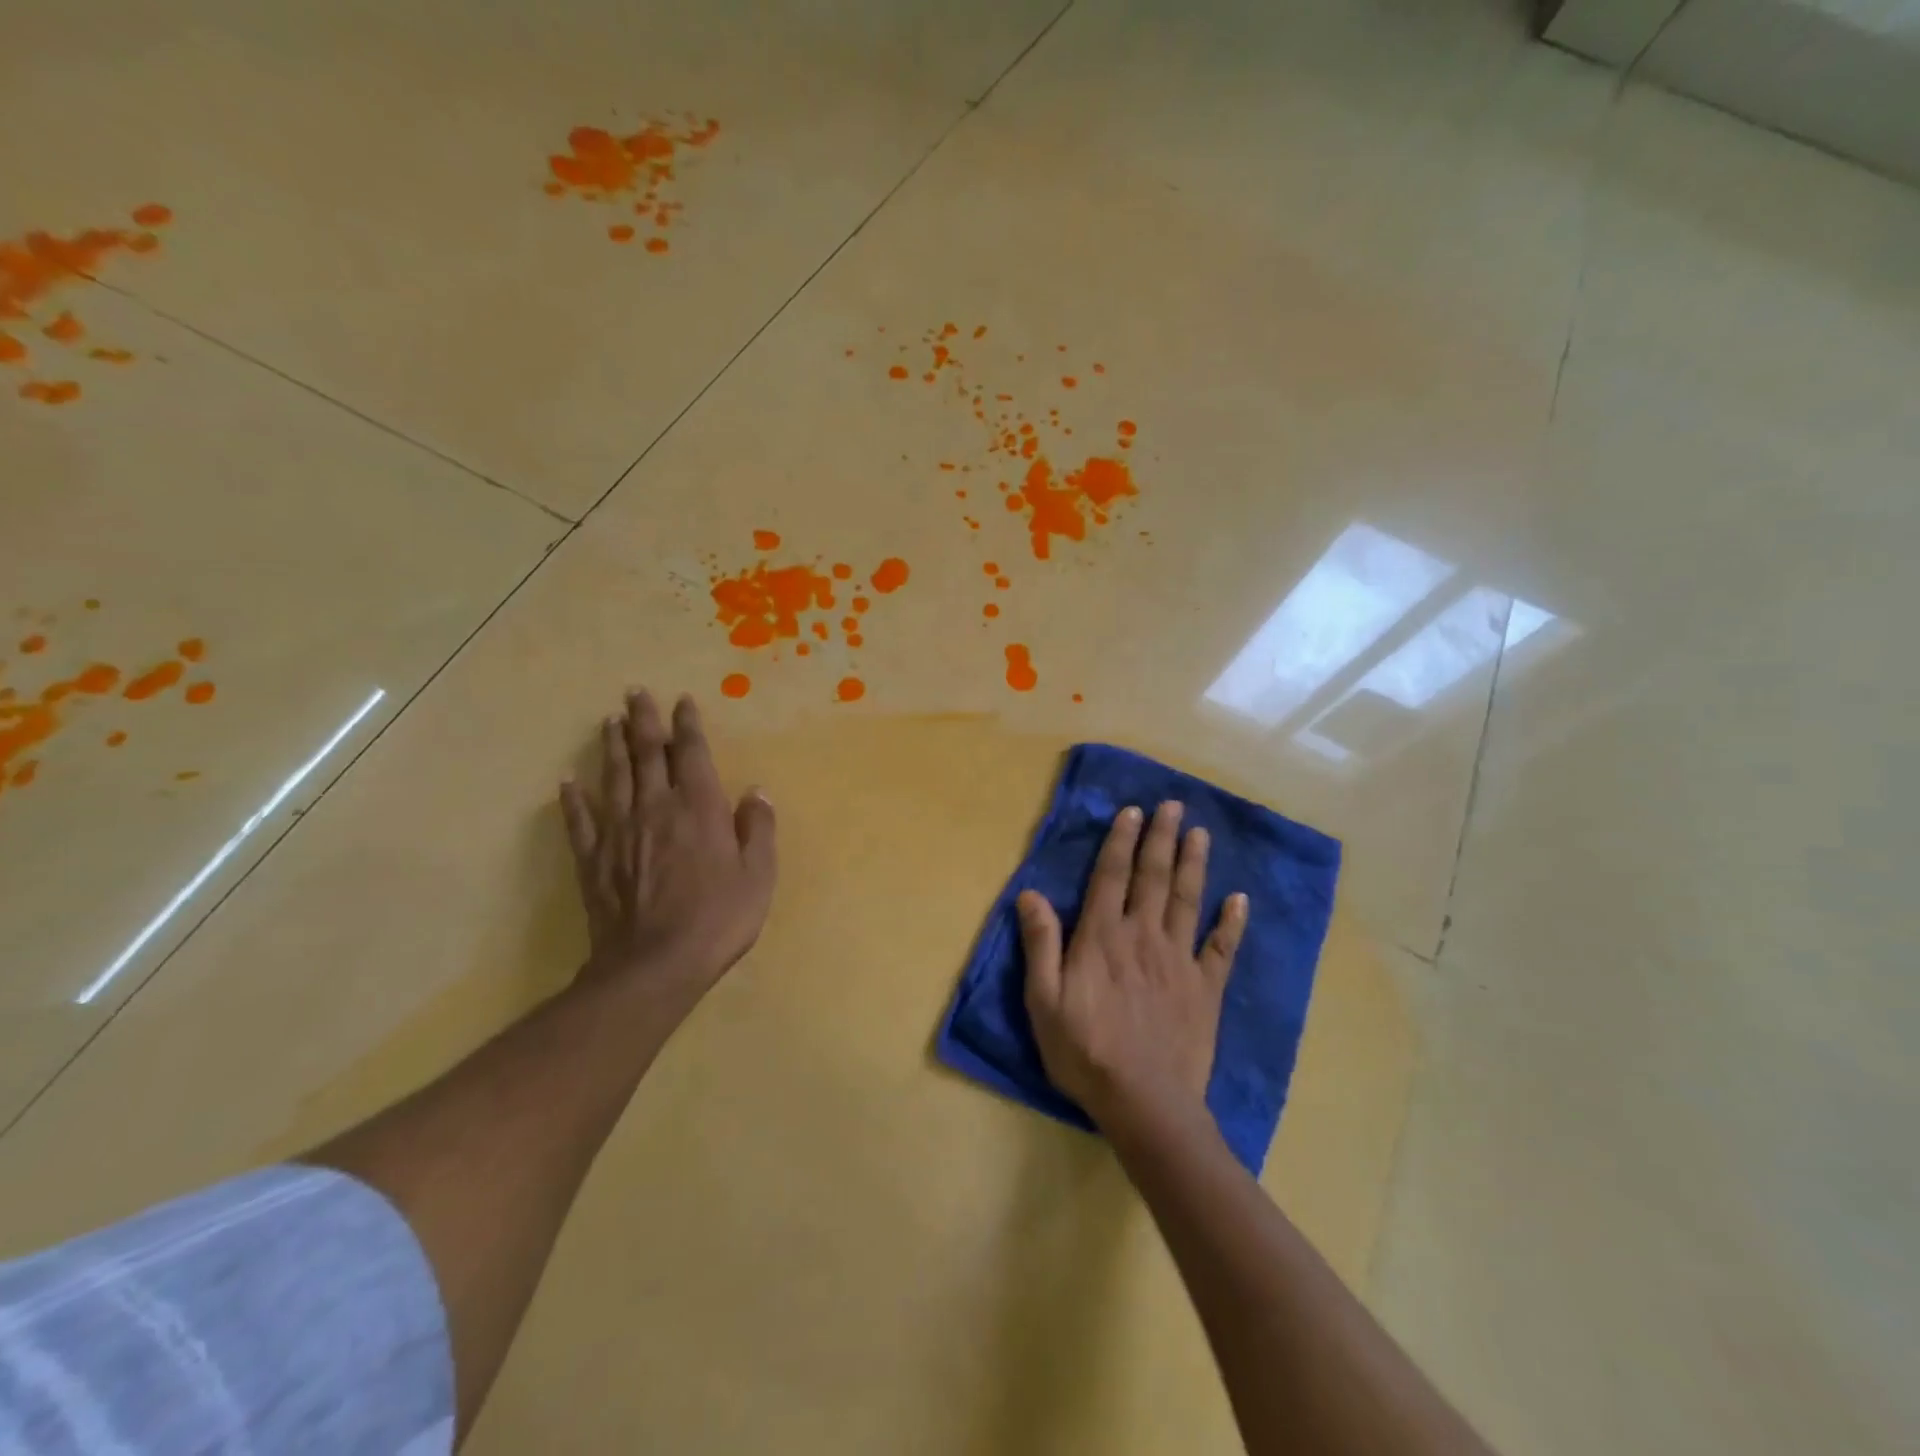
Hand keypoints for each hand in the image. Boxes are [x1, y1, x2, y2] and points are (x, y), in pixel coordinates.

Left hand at [560, 689, 776, 1005]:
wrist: (655, 964)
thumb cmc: (718, 918)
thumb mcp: (759, 874)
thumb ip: (757, 828)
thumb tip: (756, 791)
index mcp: (699, 807)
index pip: (692, 753)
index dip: (687, 725)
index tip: (682, 702)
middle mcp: (656, 807)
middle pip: (647, 754)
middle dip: (643, 721)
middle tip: (635, 693)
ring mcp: (620, 831)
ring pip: (614, 777)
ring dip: (612, 747)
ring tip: (608, 721)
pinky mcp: (594, 859)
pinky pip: (580, 820)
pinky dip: (573, 799)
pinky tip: (567, 782)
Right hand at [1018, 801, 1248, 1129]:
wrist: (1145, 1102)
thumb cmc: (1085, 1051)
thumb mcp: (1044, 1000)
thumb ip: (1040, 944)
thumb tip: (1029, 894)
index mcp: (1102, 937)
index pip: (1111, 877)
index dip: (1121, 842)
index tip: (1132, 812)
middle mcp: (1143, 936)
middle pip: (1154, 877)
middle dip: (1161, 838)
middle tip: (1172, 805)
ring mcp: (1179, 960)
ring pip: (1187, 900)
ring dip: (1194, 864)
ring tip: (1199, 833)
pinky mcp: (1206, 988)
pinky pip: (1221, 947)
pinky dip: (1231, 922)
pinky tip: (1240, 899)